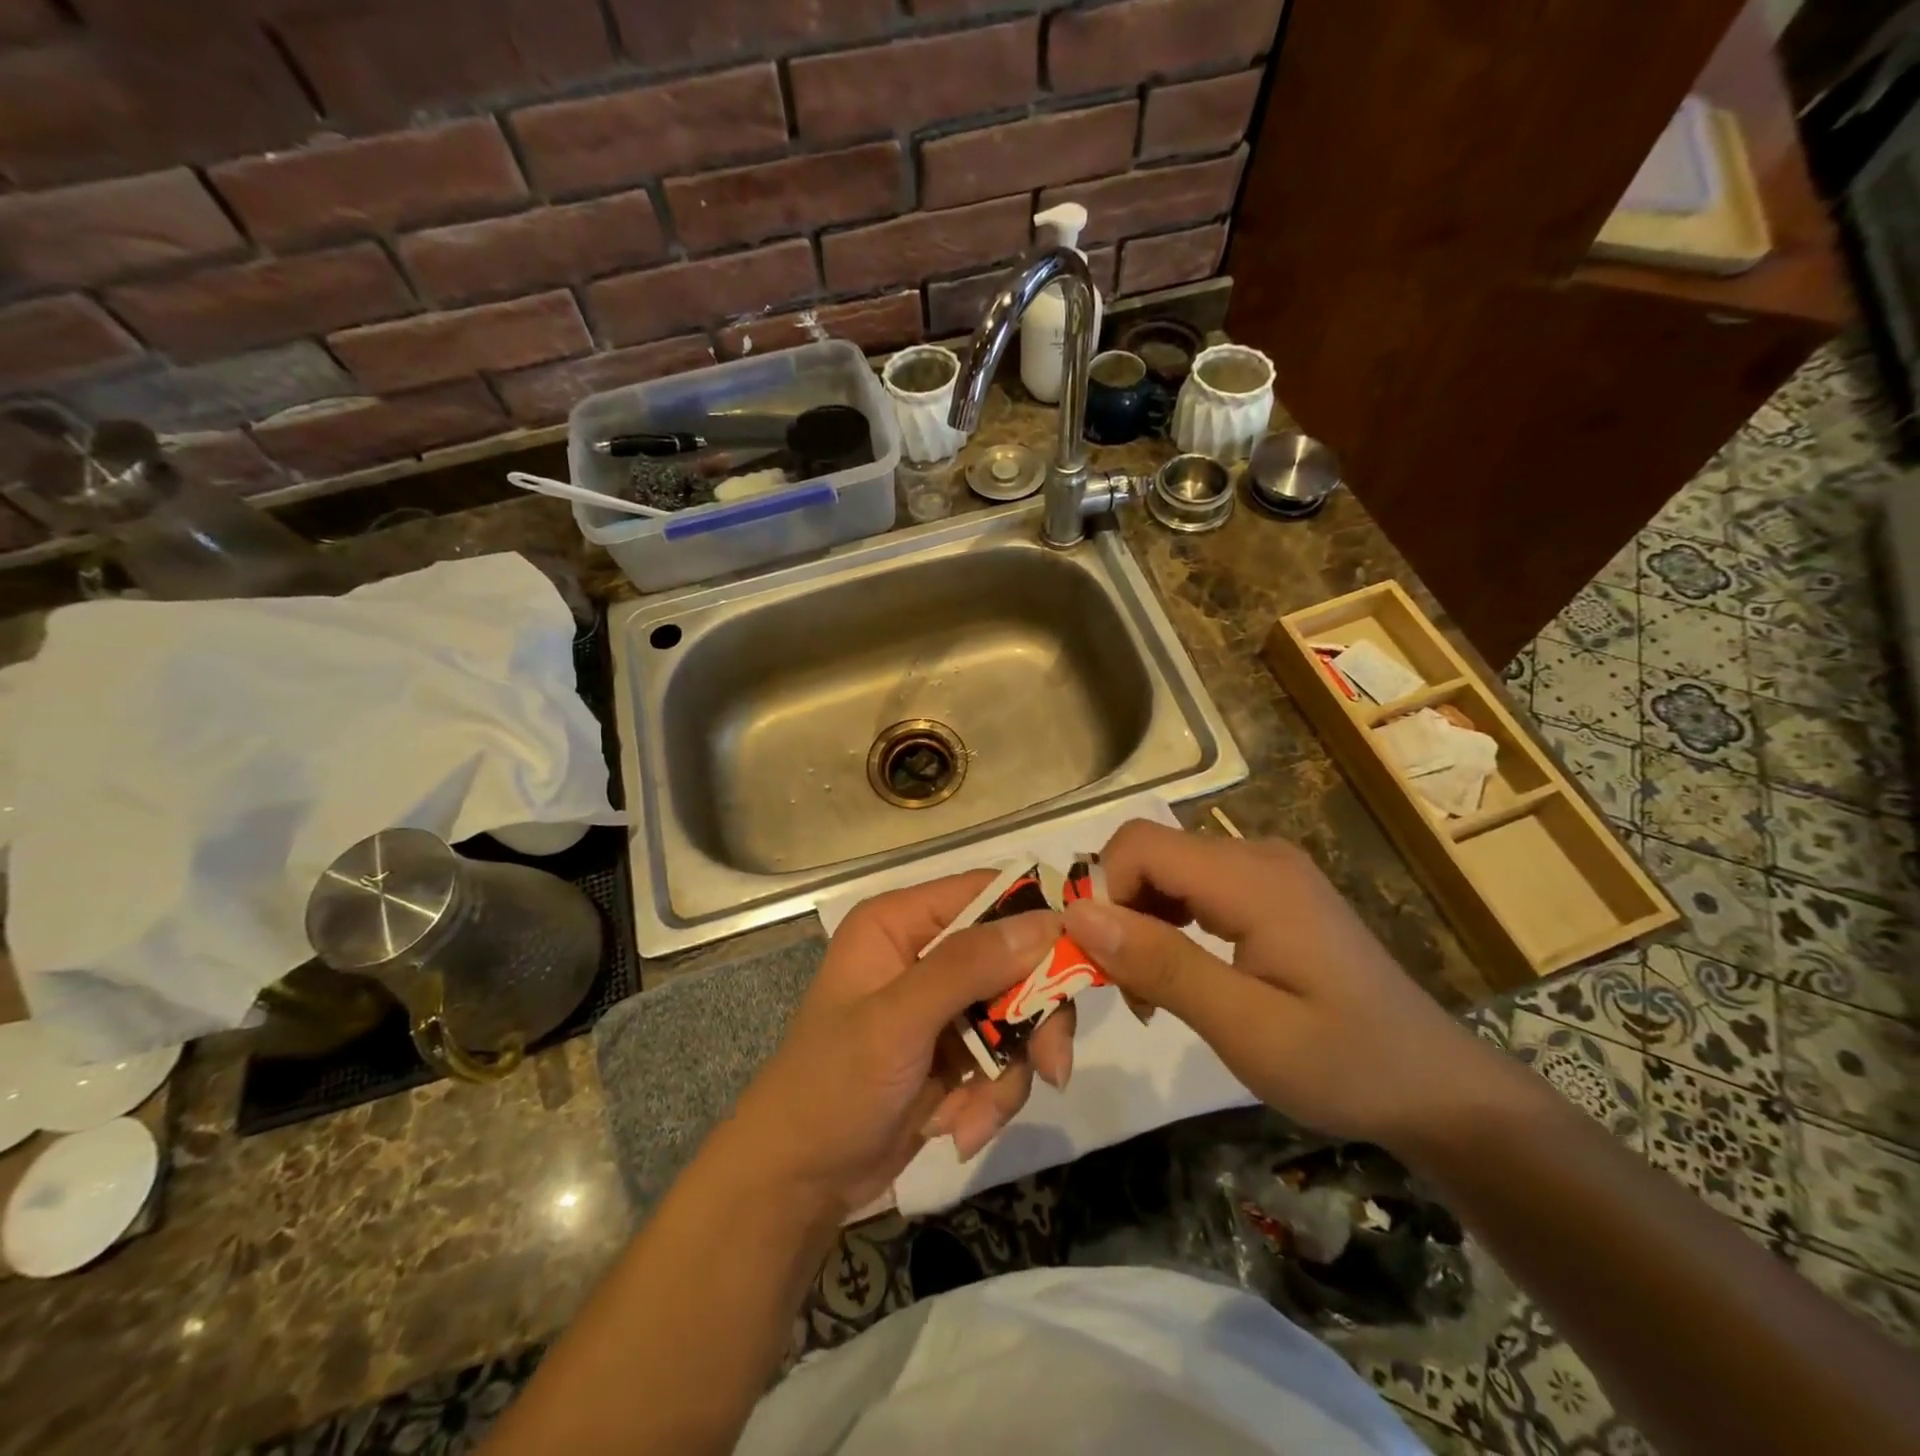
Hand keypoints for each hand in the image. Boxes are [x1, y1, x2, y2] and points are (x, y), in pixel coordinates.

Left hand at [727, 871, 1074, 1215]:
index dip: (1035, 917)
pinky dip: (992, 1097)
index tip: (1081, 956)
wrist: (798, 1181)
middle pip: (1014, 958)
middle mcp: (925, 951)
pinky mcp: (955, 1050)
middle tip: (1050, 1066)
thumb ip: (968, 966)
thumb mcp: (897, 1021)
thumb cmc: (833, 1086)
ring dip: (1009, 1072)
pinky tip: (957, 1129)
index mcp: (901, 922)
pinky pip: (1005, 1058)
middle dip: (1033, 1018)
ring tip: (974, 1118)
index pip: (985, 892)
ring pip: (1017, 1014)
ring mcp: (943, 1004)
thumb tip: (1046, 920)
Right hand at [1061, 820, 1511, 1152]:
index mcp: (1253, 878)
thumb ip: (1161, 964)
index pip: (1140, 844)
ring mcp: (1268, 871)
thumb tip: (1078, 915)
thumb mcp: (1246, 1027)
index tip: (1098, 961)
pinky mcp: (1272, 892)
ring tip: (1150, 991)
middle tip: (1125, 989)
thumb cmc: (1345, 1064)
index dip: (1102, 891)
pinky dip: (1169, 924)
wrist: (1436, 1088)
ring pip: (1168, 870)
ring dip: (1140, 921)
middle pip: (1151, 853)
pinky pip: (1195, 887)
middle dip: (1118, 912)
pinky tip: (1179, 973)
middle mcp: (1257, 856)